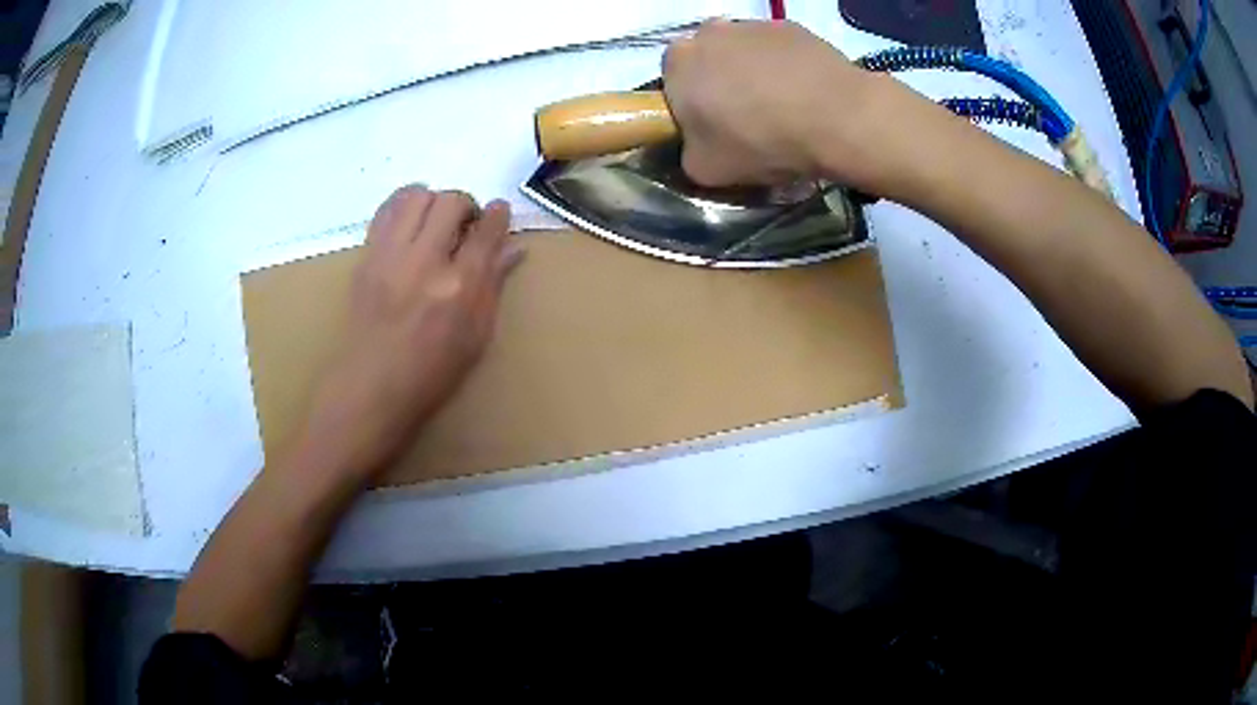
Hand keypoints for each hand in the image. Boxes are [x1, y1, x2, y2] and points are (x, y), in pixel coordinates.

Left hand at [300, 186, 523, 480]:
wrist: (370, 389)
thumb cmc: (431, 373)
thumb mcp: (476, 338)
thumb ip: (494, 286)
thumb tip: (514, 249)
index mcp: (459, 288)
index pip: (487, 230)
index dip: (499, 215)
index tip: (500, 212)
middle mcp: (425, 261)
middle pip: (451, 201)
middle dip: (466, 204)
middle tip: (466, 224)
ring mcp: (390, 256)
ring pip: (417, 195)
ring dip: (434, 200)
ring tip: (435, 221)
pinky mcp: (366, 256)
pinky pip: (386, 209)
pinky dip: (403, 205)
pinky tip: (410, 223)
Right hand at [663, 20, 906, 192]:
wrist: (837, 118)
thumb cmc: (762, 141)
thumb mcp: (706, 170)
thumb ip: (688, 151)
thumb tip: (698, 143)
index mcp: (678, 62)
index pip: (672, 80)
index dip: (692, 103)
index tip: (714, 125)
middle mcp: (709, 32)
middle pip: (708, 59)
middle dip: (722, 82)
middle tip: (749, 116)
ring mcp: (752, 24)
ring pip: (743, 51)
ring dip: (754, 71)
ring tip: (784, 105)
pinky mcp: (791, 26)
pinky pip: (778, 48)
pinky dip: (786, 66)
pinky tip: (805, 92)